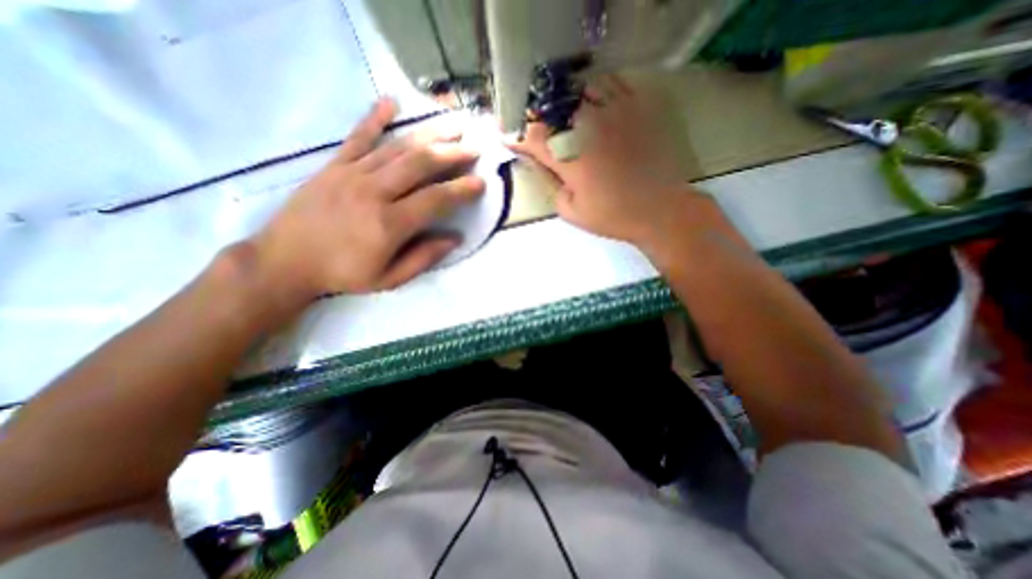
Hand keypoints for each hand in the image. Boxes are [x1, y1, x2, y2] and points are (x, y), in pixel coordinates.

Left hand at [253, 98, 488, 299]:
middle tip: (473, 148)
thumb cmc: (343, 274)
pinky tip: (391, 102)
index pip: (436, 199)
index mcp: (390, 224)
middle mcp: (374, 192)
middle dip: (452, 154)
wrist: (285, 261)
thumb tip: (455, 238)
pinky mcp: (334, 166)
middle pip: (420, 164)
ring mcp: (352, 174)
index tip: (481, 183)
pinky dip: (375, 117)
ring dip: (429, 135)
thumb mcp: (389, 279)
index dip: (462, 190)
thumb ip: (424, 258)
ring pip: (397, 147)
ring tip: (452, 125)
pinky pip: (358, 137)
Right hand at [508, 72, 695, 247]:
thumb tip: (546, 168)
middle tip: (535, 126)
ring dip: (565, 101)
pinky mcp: (637, 109)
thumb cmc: (613, 216)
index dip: (517, 136)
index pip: (534, 138)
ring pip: (580, 91)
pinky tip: (593, 101)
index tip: (506, 136)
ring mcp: (614, 114)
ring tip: (563, 113)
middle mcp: (588, 130)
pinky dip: (597, 88)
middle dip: (539, 117)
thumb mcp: (572, 212)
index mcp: (570, 159)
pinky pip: (613, 84)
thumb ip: (553, 187)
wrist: (659, 209)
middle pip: (554, 109)